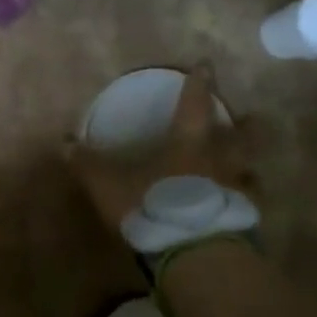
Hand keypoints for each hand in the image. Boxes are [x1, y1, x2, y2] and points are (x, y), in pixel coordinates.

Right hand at [68, 64, 256, 232]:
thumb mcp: (107, 184)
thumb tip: (65, 142)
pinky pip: (249, 203)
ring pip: (250, 170)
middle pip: (240, 136)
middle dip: (245, 124)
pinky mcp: (245, 220)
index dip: (198, 85)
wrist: (193, 251)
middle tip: (252, 116)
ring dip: (248, 164)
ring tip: (247, 166)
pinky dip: (246, 199)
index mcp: (187, 144)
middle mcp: (218, 161)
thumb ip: (88, 164)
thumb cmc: (150, 205)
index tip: (206, 66)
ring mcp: (237, 191)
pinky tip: (239, 205)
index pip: (193, 105)